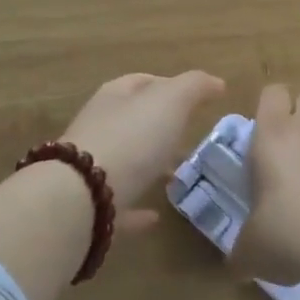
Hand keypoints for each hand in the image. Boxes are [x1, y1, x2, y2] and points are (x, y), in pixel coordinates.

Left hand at [61, 72, 226, 232]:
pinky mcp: (91, 206)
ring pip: (126, 160)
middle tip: (190, 136)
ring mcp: (91, 167)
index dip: (169, 84)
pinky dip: (138, 207)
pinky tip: (156, 217)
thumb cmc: (131, 137)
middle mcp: (99, 127)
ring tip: (178, 174)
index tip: (195, 98)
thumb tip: (216, 82)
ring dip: (149, 164)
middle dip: (161, 126)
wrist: (83, 195)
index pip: (142, 82)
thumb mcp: (170, 101)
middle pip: (132, 120)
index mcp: (114, 97)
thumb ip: (194, 87)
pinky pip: (119, 202)